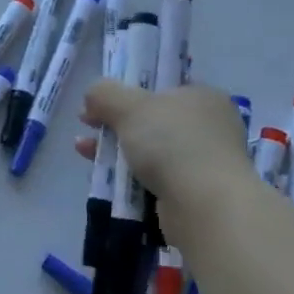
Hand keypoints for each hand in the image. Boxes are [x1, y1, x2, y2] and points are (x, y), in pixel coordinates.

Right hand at [72, 80, 250, 202]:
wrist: (205, 207)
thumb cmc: (172, 143)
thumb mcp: (129, 106)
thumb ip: (105, 93)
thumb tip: (92, 96)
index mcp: (204, 97)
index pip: (162, 87)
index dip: (126, 90)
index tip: (99, 102)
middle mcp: (210, 127)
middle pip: (151, 119)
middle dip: (115, 122)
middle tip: (87, 125)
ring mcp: (205, 162)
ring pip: (150, 150)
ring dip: (116, 149)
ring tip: (84, 150)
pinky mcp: (195, 193)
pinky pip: (155, 178)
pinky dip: (129, 176)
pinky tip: (104, 176)